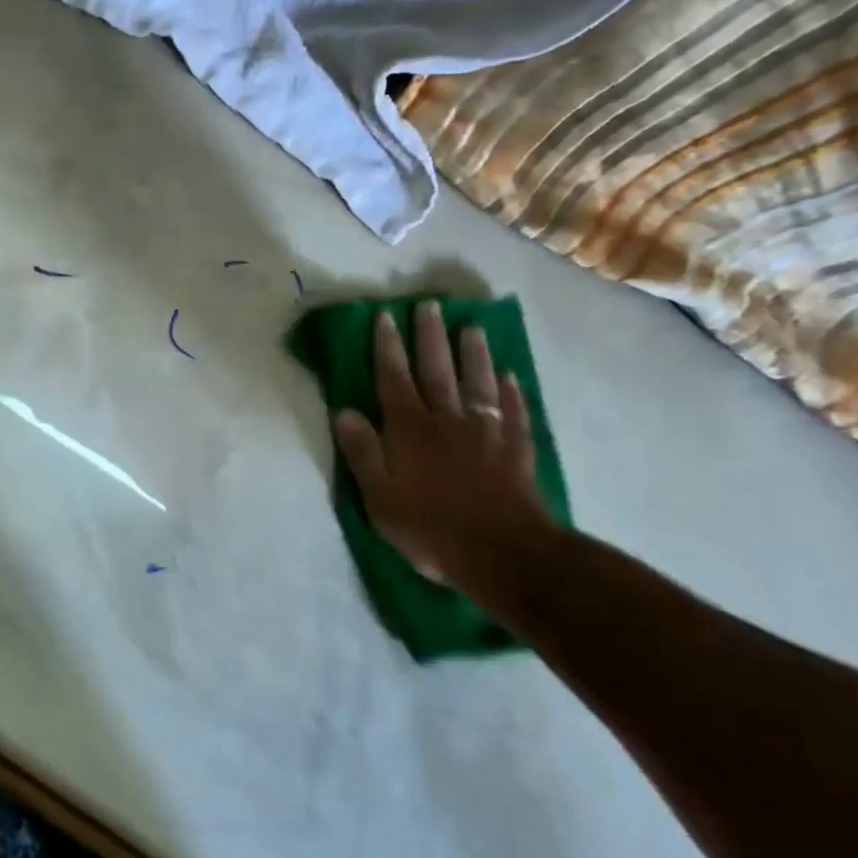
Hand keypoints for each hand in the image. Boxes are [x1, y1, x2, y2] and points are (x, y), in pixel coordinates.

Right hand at [332, 300, 547, 585]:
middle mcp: (447, 420)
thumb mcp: (379, 496)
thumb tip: (342, 411)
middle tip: (431, 305)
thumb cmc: (430, 527)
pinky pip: (514, 412)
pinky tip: (511, 377)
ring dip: (473, 354)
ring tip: (472, 327)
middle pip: (437, 370)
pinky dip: (512, 392)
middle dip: (430, 337)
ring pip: (478, 383)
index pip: (394, 379)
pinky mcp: (515, 450)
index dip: (387, 347)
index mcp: (409, 430)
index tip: (385, 316)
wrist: (502, 553)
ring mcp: (486, 432)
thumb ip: (362, 452)